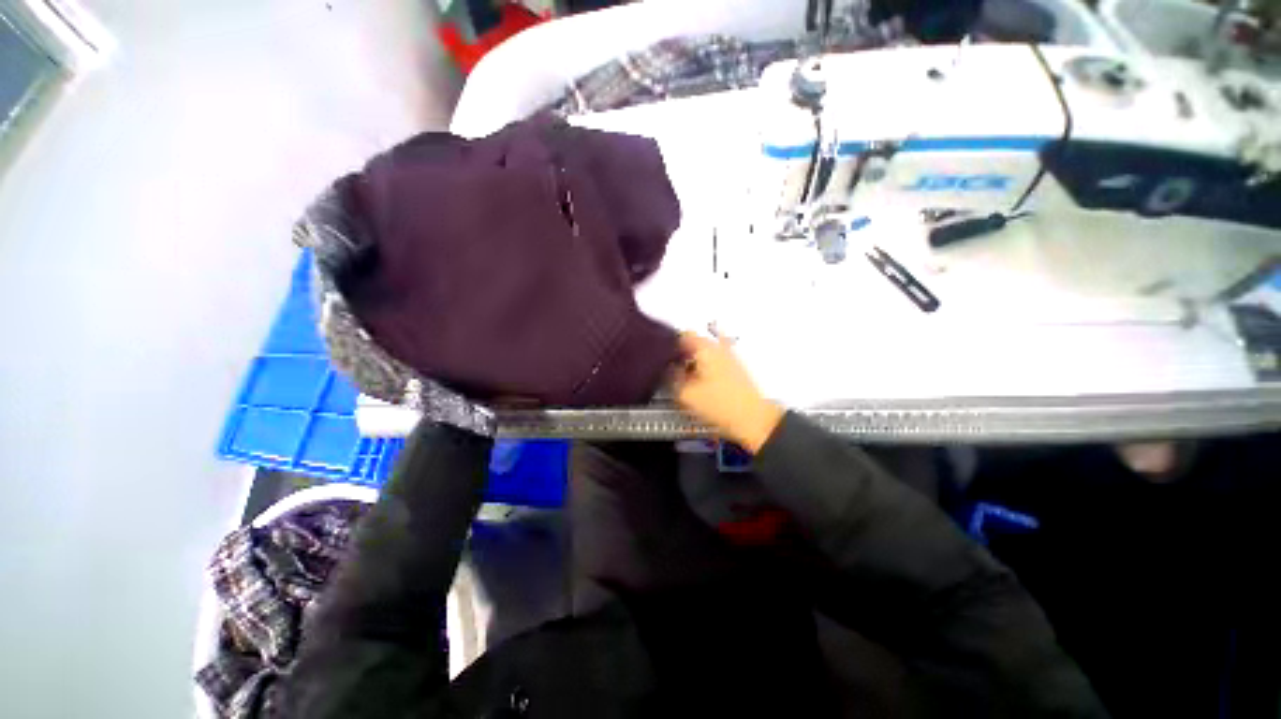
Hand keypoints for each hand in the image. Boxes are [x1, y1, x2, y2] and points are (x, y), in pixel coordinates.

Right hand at [672, 331, 783, 453]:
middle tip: (669, 369)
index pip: (682, 335)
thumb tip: (665, 368)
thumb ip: (671, 377)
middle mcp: (718, 347)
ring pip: (702, 353)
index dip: (668, 344)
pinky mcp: (734, 368)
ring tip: (681, 379)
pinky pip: (712, 362)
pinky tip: (697, 384)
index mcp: (705, 347)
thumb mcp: (686, 394)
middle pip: (693, 343)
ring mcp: (728, 356)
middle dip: (680, 354)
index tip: (660, 356)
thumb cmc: (720, 404)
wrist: (753, 419)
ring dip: (691, 363)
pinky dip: (702, 369)